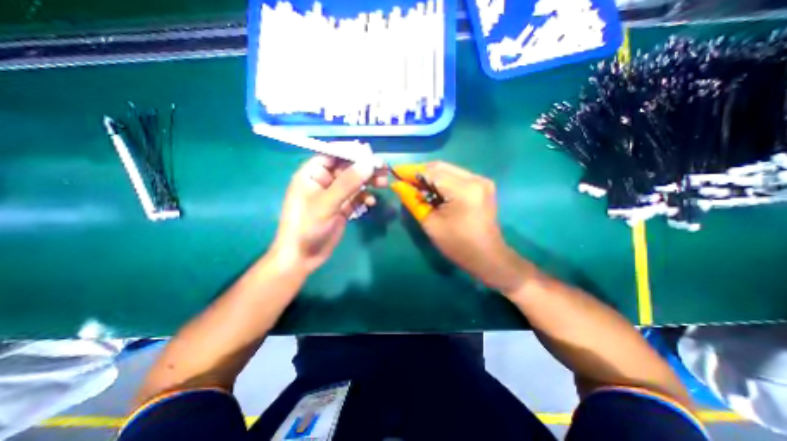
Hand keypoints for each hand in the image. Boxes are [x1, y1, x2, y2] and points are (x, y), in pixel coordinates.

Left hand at [271, 153, 386, 271]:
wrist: (303, 257)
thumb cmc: (307, 227)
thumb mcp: (326, 203)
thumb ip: (348, 183)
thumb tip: (369, 163)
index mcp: (312, 174)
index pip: (333, 154)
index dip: (352, 152)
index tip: (371, 154)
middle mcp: (323, 181)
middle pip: (347, 167)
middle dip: (365, 167)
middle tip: (384, 168)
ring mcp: (334, 195)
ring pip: (354, 182)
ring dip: (368, 181)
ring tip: (383, 183)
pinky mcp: (342, 207)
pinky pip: (356, 197)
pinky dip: (365, 197)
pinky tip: (372, 202)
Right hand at [392, 161, 530, 292]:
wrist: (487, 257)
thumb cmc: (458, 245)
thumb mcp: (431, 224)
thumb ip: (413, 201)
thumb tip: (398, 185)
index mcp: (464, 190)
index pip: (432, 172)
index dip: (411, 171)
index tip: (395, 172)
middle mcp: (475, 179)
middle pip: (441, 167)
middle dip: (420, 172)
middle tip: (403, 179)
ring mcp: (482, 181)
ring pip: (449, 170)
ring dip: (430, 176)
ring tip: (415, 185)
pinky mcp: (482, 186)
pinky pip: (457, 177)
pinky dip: (442, 180)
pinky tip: (431, 189)